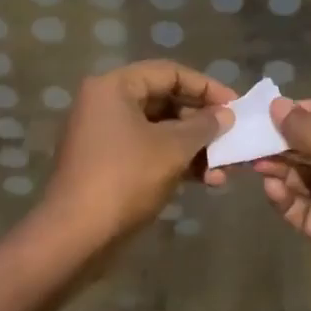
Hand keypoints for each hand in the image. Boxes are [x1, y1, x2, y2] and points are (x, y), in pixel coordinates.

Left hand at [42, 61, 235, 243]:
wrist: (75, 238)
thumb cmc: (126, 178)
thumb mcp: (174, 147)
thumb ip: (205, 125)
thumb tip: (226, 115)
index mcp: (115, 87)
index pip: (170, 72)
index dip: (206, 87)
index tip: (235, 106)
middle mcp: (106, 104)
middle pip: (166, 101)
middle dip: (202, 122)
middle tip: (232, 136)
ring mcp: (105, 136)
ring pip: (161, 130)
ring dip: (195, 146)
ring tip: (224, 168)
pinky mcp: (108, 165)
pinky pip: (150, 151)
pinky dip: (177, 161)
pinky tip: (206, 180)